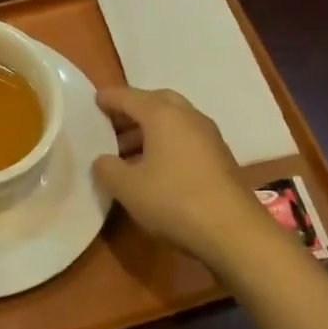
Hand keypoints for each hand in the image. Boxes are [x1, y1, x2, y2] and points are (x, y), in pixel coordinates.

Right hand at [92, 86, 268, 266]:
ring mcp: (208, 136)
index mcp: (163, 115)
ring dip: (149, 129)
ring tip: (126, 151)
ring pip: (173, 121)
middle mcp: (188, 117)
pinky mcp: (219, 157)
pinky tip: (154, 167)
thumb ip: (108, 168)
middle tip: (112, 123)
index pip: (130, 97)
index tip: (95, 100)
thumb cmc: (173, 200)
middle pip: (156, 102)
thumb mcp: (127, 187)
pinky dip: (166, 143)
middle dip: (133, 109)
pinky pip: (185, 138)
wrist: (233, 230)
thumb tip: (103, 160)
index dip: (110, 98)